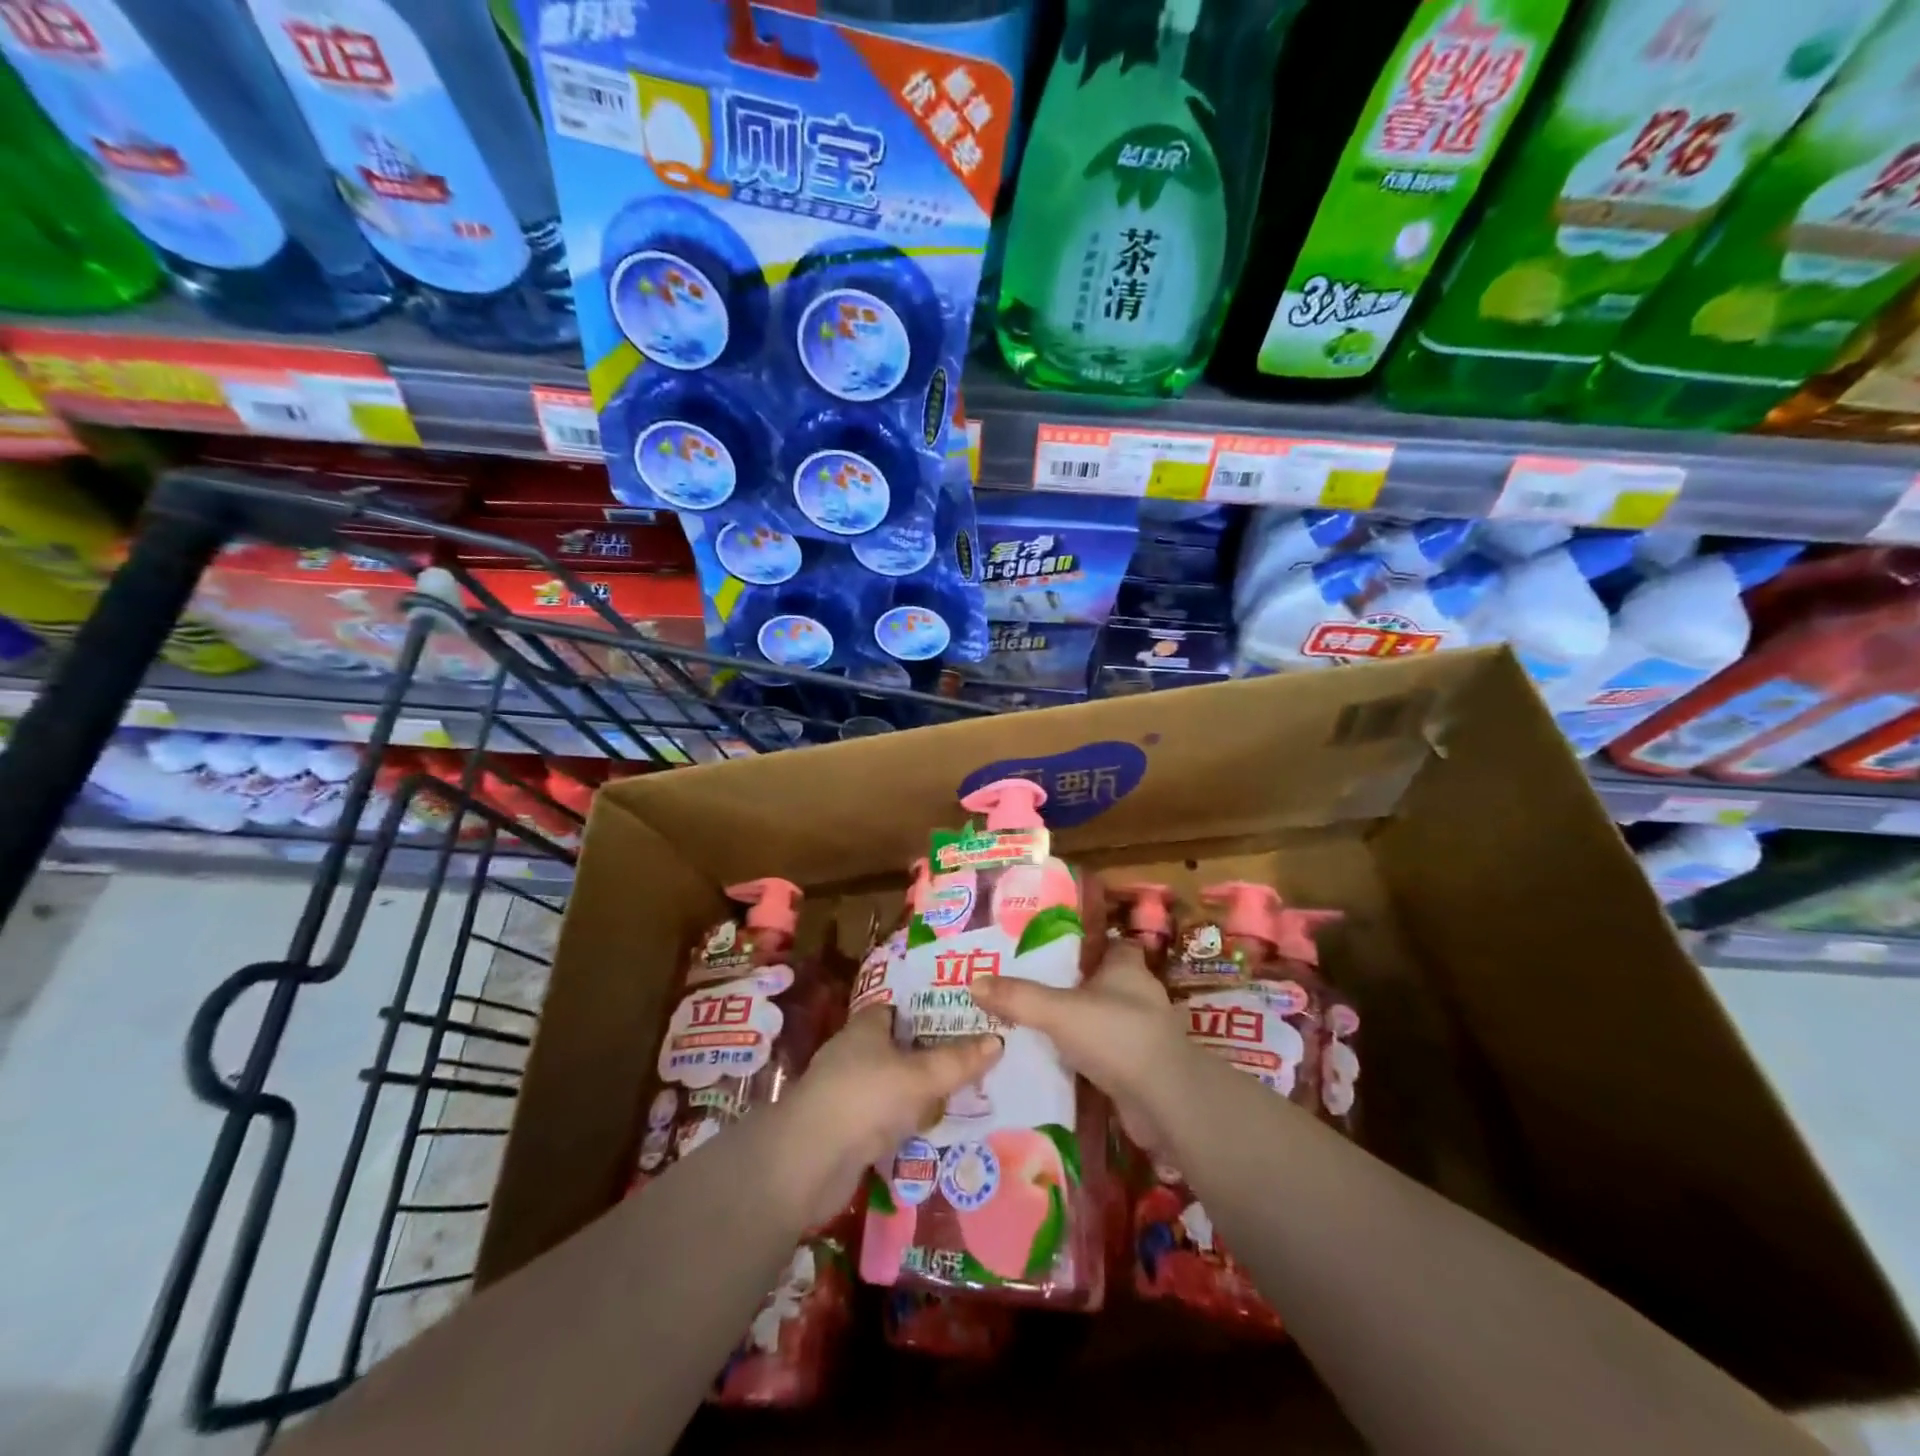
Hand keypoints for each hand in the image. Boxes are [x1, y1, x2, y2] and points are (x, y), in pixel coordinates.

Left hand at [774, 1008, 1001, 1226]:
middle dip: (931, 1055)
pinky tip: (933, 1130)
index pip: (901, 1009)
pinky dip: (906, 1122)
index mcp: (866, 1026)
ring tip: (964, 1095)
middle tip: (974, 1059)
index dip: (931, 1011)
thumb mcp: (921, 1076)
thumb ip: (958, 1061)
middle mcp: (854, 1052)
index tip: (965, 1019)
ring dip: (920, 1093)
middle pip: (900, 1047)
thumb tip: (998, 1040)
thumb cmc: (866, 1099)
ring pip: (894, 1085)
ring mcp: (847, 1091)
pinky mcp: (846, 1128)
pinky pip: (886, 1117)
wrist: (808, 1162)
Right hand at [969, 938, 1191, 1153]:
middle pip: (1102, 982)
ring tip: (1034, 1025)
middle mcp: (1139, 995)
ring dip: (1077, 1024)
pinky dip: (1085, 1057)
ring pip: (1102, 1019)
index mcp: (1127, 967)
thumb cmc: (1117, 1035)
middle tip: (1030, 988)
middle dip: (1072, 986)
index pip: (1109, 944)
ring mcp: (1142, 1033)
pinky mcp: (1139, 1068)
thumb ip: (1018, 998)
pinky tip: (1055, 1062)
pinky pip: (1105, 1054)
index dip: (1085, 944)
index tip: (1050, 949)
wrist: (1166, 1101)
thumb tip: (974, 982)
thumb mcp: (1059, 1011)